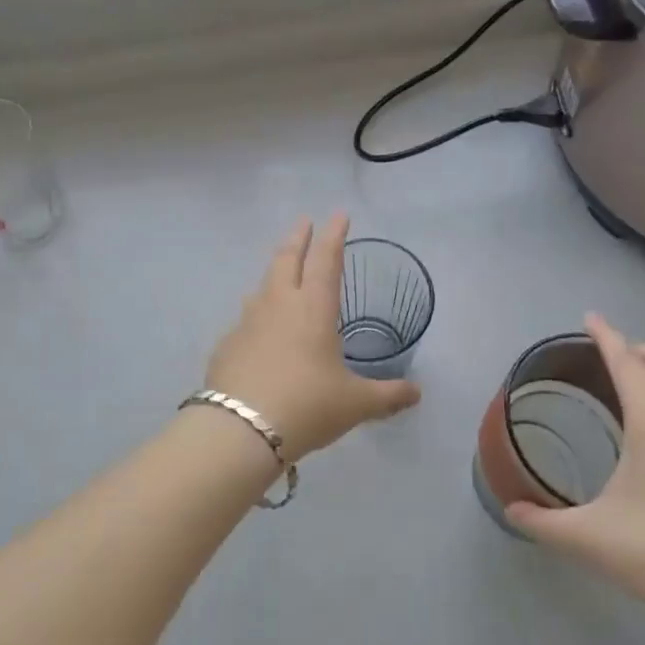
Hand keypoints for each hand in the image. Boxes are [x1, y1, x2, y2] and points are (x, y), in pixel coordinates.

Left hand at [205, 214, 421, 462]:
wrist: (240, 430)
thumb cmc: (307, 406)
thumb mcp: (355, 404)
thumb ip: (387, 396)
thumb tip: (417, 394)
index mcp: (314, 308)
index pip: (326, 259)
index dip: (334, 235)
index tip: (338, 214)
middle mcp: (279, 304)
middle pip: (288, 258)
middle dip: (299, 237)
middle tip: (305, 221)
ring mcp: (248, 321)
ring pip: (263, 284)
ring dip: (275, 270)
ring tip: (282, 271)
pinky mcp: (227, 343)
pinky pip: (246, 318)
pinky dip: (257, 313)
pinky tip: (259, 330)